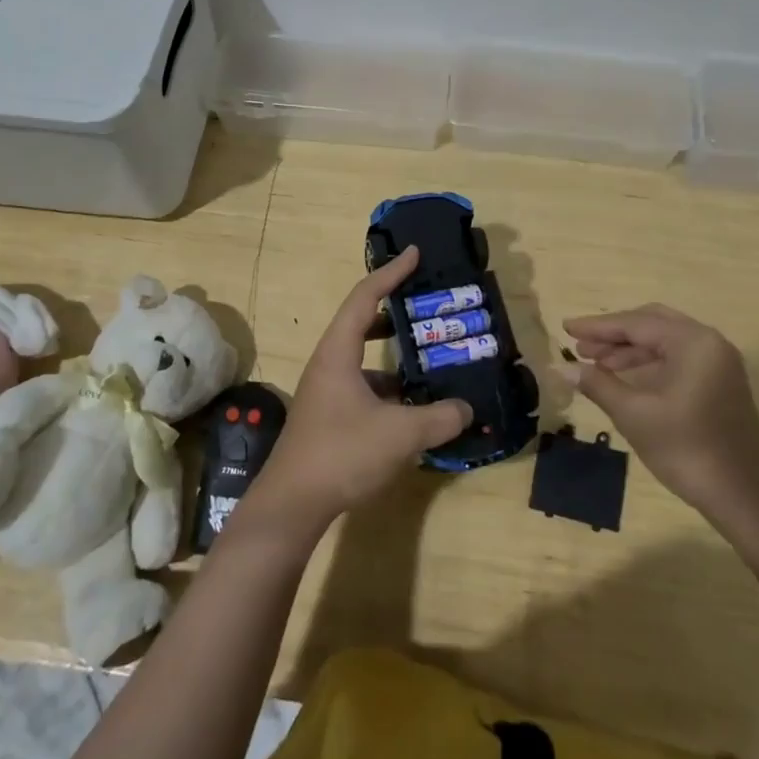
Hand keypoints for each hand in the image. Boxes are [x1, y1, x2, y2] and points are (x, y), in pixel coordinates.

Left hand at [246, 247, 472, 535]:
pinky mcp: (330, 415)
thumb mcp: (400, 435)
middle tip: (427, 304)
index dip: (391, 272)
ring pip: (364, 357)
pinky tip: (415, 404)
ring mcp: (327, 391)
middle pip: (362, 321)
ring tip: (430, 355)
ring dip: (394, 353)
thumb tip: (467, 409)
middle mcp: (329, 363)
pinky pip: (364, 386)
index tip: (415, 254)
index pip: (365, 297)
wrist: (292, 505)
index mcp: (338, 352)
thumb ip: (439, 418)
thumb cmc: (341, 454)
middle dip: (395, 309)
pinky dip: (390, 385)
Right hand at [563, 304, 758, 540]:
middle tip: (580, 345)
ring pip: (664, 342)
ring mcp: (718, 363)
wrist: (745, 497)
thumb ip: (597, 384)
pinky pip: (677, 358)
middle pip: (651, 324)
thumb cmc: (687, 450)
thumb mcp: (634, 414)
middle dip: (614, 334)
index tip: (565, 326)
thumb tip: (559, 367)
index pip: (635, 323)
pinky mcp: (720, 383)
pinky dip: (648, 363)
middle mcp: (709, 342)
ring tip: (594, 363)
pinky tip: (623, 377)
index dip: (597, 326)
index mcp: (693, 342)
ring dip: (629, 350)